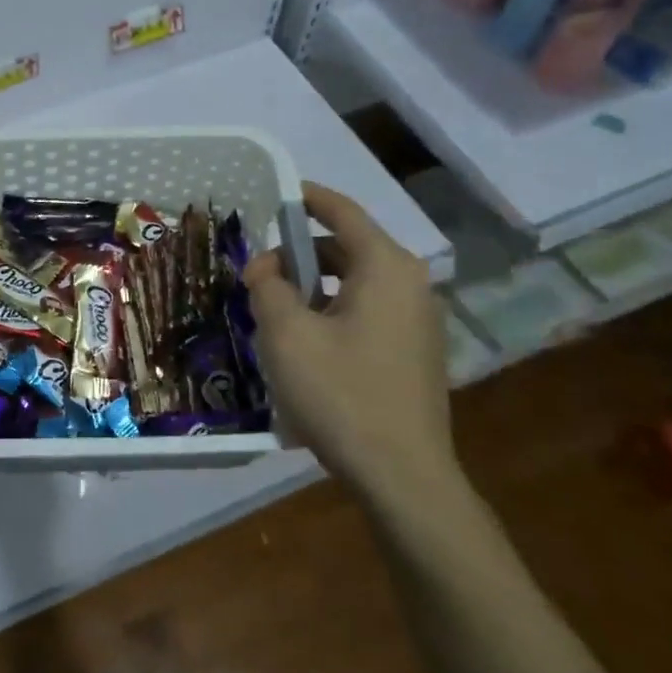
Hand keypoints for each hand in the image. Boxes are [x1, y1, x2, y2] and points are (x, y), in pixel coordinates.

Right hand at [245, 182, 458, 507]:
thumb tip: (266, 270)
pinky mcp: (414, 352)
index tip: (273, 195)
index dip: (306, 198)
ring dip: (310, 286)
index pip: (342, 212)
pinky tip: (303, 342)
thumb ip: (268, 287)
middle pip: (345, 248)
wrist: (403, 477)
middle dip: (295, 255)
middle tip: (255, 278)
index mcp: (386, 268)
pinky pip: (365, 311)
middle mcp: (409, 284)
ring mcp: (417, 321)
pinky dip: (331, 310)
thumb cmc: (341, 393)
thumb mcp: (286, 334)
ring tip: (272, 312)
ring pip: (353, 282)